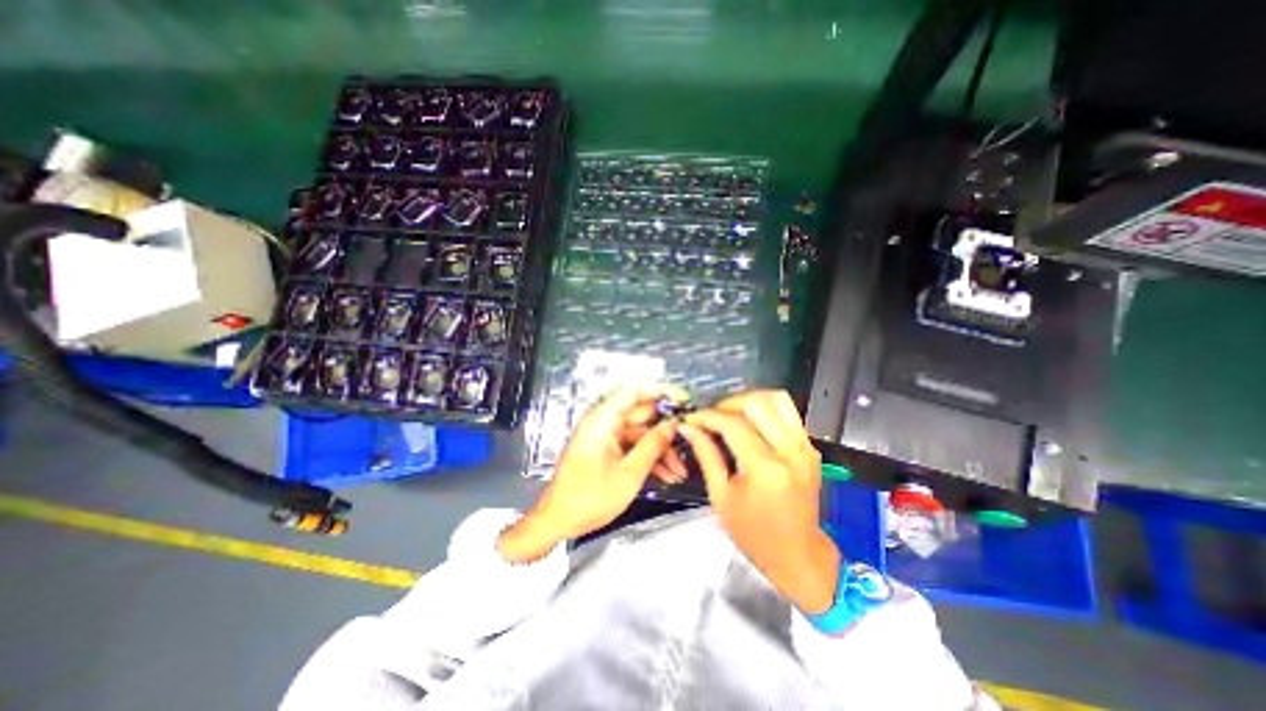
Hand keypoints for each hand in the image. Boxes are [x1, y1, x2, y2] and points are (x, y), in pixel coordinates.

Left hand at [501, 386, 687, 563]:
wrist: (560, 521)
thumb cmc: (590, 498)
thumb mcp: (629, 473)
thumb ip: (653, 445)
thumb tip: (673, 424)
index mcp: (603, 420)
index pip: (633, 390)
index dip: (659, 390)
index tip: (683, 400)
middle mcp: (604, 422)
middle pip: (641, 413)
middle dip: (665, 427)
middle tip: (689, 437)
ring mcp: (605, 436)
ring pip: (640, 433)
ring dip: (660, 449)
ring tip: (680, 470)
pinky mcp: (607, 449)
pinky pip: (632, 446)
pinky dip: (648, 457)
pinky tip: (667, 474)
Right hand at [684, 390, 839, 611]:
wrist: (798, 555)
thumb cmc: (755, 534)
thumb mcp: (721, 497)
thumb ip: (706, 455)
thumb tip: (689, 428)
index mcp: (767, 470)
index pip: (733, 424)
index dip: (708, 416)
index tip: (692, 419)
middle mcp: (791, 452)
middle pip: (758, 403)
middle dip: (728, 403)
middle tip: (712, 417)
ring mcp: (805, 448)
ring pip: (777, 400)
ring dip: (749, 401)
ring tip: (731, 415)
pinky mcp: (810, 448)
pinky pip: (787, 413)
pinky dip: (765, 410)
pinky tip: (750, 425)